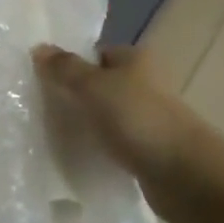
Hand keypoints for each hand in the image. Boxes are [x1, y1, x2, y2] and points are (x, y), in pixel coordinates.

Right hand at [32, 44, 201, 184]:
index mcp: (135, 59)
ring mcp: (148, 118)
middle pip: (100, 85)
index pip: (95, 53)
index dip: (69, 65)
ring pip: (107, 115)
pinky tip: (80, 158)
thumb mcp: (94, 87)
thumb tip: (39, 47)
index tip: (40, 83)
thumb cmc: (138, 119)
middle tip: (42, 111)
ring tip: (54, 136)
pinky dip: (99, 148)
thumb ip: (65, 68)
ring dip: (86, 124)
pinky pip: (116, 143)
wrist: (184, 174)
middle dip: (74, 97)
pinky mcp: (148, 150)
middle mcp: (144, 84)